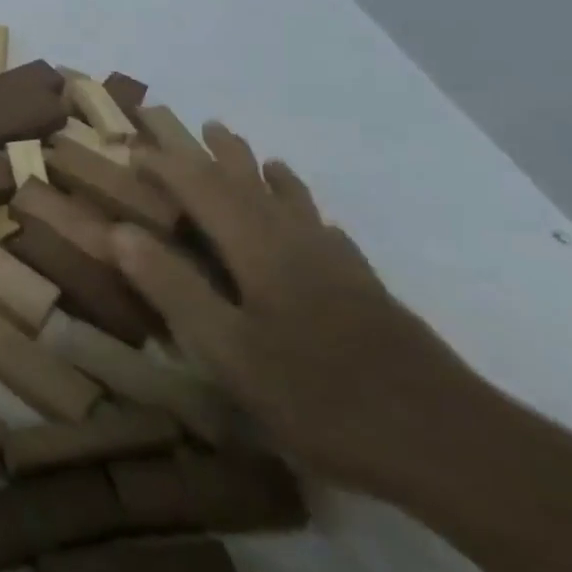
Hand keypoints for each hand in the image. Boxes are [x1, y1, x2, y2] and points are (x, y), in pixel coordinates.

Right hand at [113, 125, 481, 495]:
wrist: (453, 446)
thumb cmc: (323, 397)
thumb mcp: (230, 352)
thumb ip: (173, 287)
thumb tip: (118, 230)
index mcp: (258, 248)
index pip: (201, 188)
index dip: (166, 165)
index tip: (133, 150)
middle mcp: (296, 242)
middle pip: (252, 183)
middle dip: (221, 154)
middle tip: (201, 125)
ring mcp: (339, 266)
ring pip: (294, 203)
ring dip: (267, 174)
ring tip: (257, 154)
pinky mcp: (368, 293)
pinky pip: (328, 233)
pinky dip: (311, 214)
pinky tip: (319, 223)